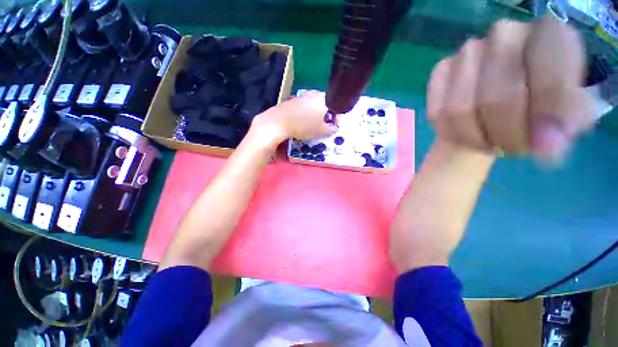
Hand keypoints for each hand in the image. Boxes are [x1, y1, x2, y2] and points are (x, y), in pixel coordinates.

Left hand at [251, 94, 337, 144]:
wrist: (279, 122)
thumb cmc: (304, 126)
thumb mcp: (320, 131)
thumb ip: (330, 129)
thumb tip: (335, 127)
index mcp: (323, 101)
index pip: (335, 107)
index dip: (336, 118)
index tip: (333, 126)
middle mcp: (313, 95)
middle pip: (324, 104)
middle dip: (326, 114)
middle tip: (323, 125)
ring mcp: (302, 96)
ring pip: (313, 104)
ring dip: (315, 113)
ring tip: (312, 123)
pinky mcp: (292, 100)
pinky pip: (303, 105)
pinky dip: (305, 112)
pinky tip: (301, 120)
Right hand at [427, 16, 593, 161]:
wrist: (501, 99)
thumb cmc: (542, 106)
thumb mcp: (570, 116)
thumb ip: (567, 126)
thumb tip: (546, 146)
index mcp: (551, 36)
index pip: (550, 76)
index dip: (545, 118)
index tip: (544, 149)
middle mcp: (507, 34)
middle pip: (497, 98)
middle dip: (504, 135)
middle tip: (513, 150)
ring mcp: (468, 52)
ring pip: (458, 109)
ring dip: (474, 137)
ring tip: (490, 143)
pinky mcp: (441, 71)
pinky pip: (437, 111)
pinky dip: (450, 131)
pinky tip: (465, 134)